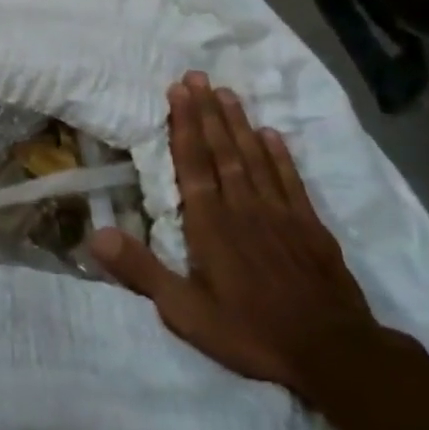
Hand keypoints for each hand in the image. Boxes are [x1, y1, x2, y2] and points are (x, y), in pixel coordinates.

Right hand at [89, 71, 379, 398]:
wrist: (332, 352)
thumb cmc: (250, 332)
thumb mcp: (184, 311)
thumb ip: (141, 271)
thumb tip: (96, 235)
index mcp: (211, 224)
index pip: (193, 163)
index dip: (184, 125)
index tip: (178, 91)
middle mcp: (244, 207)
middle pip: (223, 150)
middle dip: (208, 112)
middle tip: (198, 76)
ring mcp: (281, 213)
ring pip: (254, 157)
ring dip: (239, 123)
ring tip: (227, 92)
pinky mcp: (310, 226)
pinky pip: (290, 179)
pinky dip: (279, 155)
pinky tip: (272, 135)